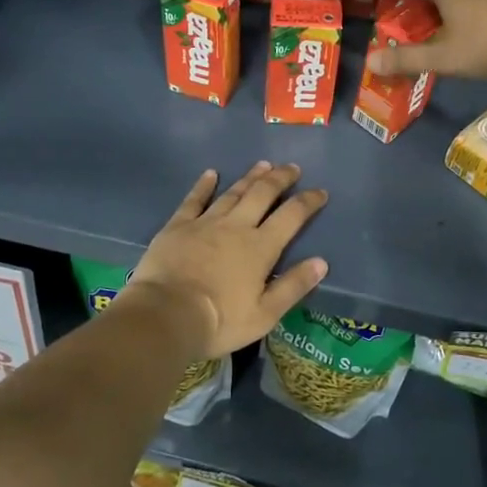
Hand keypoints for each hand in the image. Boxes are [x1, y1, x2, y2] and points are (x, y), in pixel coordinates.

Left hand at [126, 163, 328, 358]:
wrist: (165, 315)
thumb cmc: (220, 321)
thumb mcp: (265, 314)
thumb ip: (293, 286)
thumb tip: (321, 262)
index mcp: (260, 247)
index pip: (291, 216)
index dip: (308, 201)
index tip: (320, 192)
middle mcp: (236, 226)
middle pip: (262, 194)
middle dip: (280, 179)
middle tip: (292, 167)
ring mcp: (205, 222)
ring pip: (233, 192)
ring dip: (250, 177)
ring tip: (263, 165)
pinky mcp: (178, 226)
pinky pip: (194, 199)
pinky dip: (204, 185)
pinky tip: (211, 174)